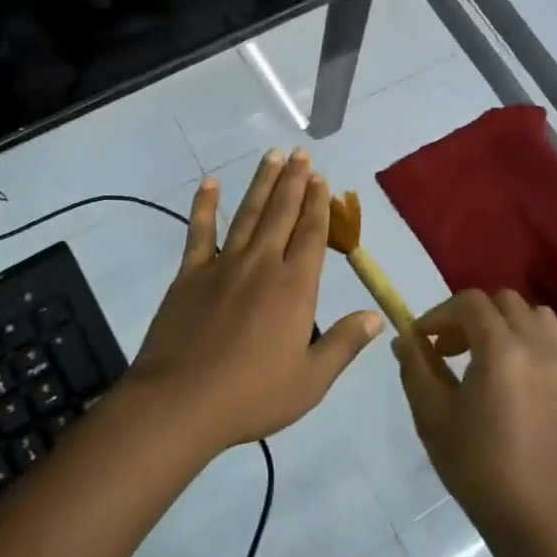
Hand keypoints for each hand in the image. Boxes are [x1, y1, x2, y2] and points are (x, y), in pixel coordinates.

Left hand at [125, 148, 383, 452]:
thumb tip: (376, 316)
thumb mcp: (311, 380)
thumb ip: (344, 344)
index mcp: (294, 287)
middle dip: (294, 181)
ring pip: (248, 214)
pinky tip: (210, 182)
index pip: (311, 234)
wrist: (180, 402)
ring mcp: (223, 265)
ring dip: (262, 183)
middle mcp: (262, 264)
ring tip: (272, 156)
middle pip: (282, 213)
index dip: (319, 204)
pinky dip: (205, 205)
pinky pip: (199, 231)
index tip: (322, 179)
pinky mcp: (189, 274)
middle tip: (301, 153)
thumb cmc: (252, 395)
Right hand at [396, 290, 556, 548]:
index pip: (469, 303)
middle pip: (503, 302)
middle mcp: (536, 344)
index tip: (422, 340)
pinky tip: (523, 368)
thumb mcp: (432, 415)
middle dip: (471, 315)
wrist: (534, 517)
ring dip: (507, 322)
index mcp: (500, 348)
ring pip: (536, 315)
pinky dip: (539, 342)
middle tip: (449, 348)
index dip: (440, 314)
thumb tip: (404, 339)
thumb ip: (415, 367)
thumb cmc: (476, 465)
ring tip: (487, 353)